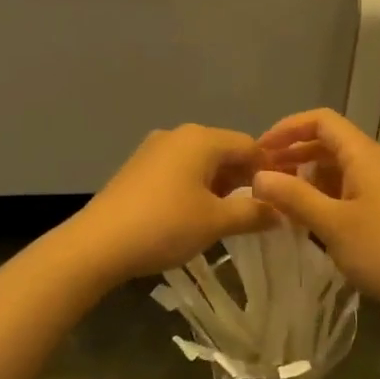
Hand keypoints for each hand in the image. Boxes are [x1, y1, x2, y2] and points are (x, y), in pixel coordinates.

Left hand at [69, 124, 273, 281]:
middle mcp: (178, 134)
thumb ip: (254, 213)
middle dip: (243, 179)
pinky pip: (178, 170)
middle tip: (257, 211)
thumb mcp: (216, 222)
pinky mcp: (137, 167)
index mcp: (202, 138)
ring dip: (218, 185)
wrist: (98, 244)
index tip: (281, 199)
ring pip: (200, 161)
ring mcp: (153, 149)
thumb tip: (281, 212)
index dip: (269, 171)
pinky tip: (193, 214)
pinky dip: (194, 186)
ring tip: (227, 216)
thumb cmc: (166, 226)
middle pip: (224, 150)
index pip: (250, 145)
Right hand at [252, 109, 379, 319]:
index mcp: (362, 155)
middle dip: (292, 153)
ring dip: (305, 177)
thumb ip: (293, 197)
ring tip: (276, 198)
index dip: (287, 128)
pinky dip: (321, 196)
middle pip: (326, 142)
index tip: (258, 150)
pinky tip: (304, 219)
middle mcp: (372, 162)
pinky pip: (345, 189)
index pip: (320, 120)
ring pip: (335, 168)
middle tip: (260, 177)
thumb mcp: (332, 224)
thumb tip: (258, 176)